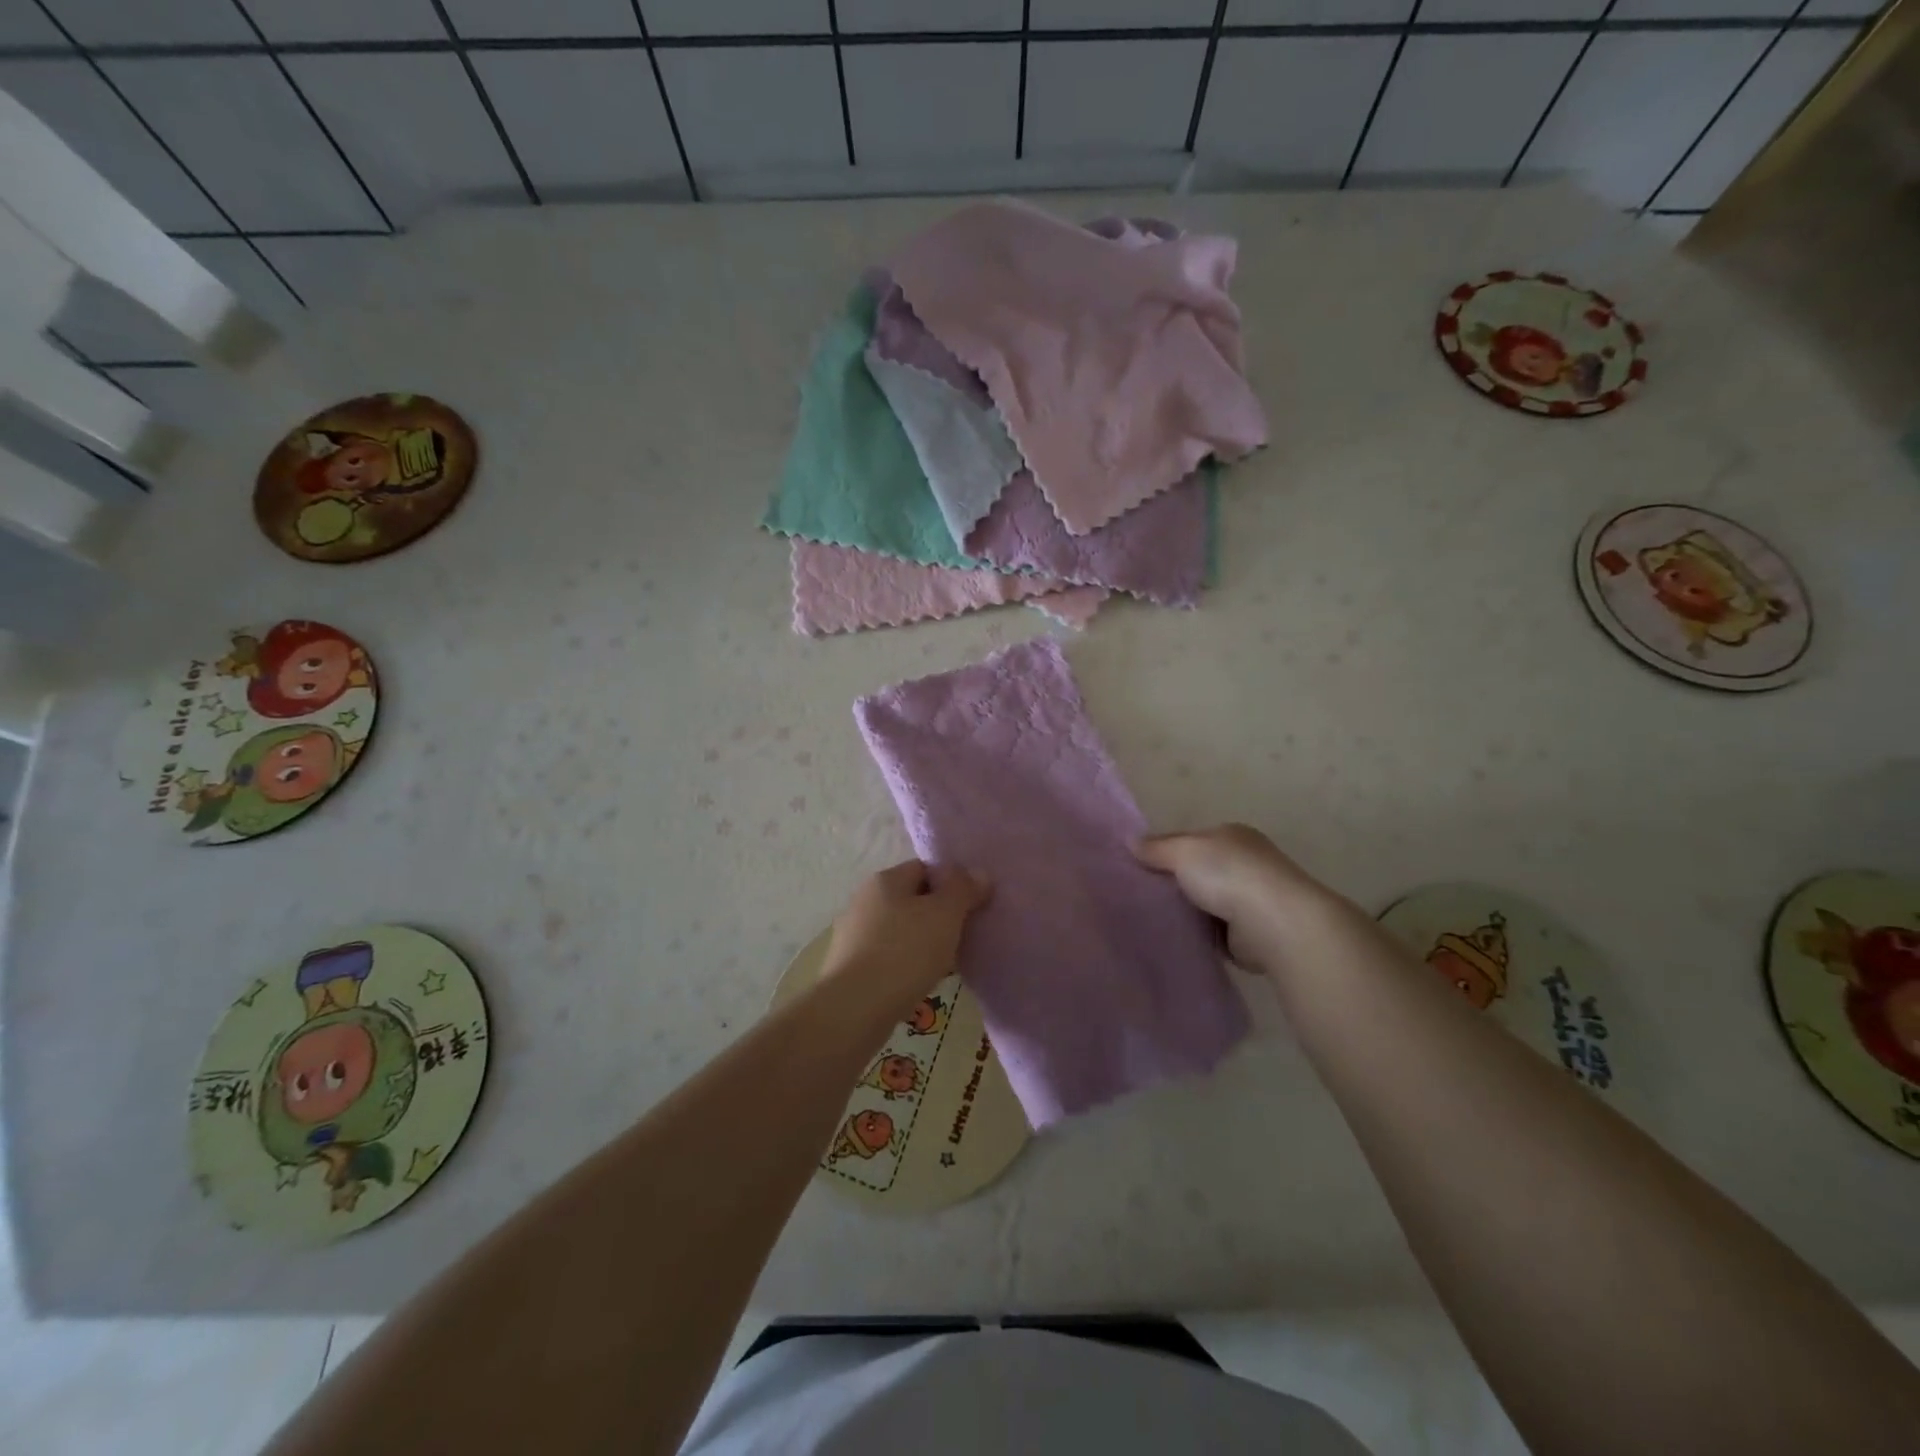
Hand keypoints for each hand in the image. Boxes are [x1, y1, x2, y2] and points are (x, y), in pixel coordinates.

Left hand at [822, 860, 991, 1003]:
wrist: (854, 1008)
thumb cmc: (904, 952)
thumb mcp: (945, 914)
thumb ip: (963, 889)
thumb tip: (979, 873)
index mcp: (885, 880)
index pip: (924, 869)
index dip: (950, 884)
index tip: (970, 908)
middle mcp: (864, 900)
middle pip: (911, 900)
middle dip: (937, 916)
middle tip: (961, 938)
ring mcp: (852, 934)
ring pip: (899, 930)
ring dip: (921, 943)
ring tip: (943, 965)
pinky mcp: (848, 967)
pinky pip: (886, 957)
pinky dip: (904, 965)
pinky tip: (917, 983)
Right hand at [1135, 823, 1344, 973]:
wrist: (1276, 923)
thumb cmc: (1229, 874)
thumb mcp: (1183, 850)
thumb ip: (1156, 847)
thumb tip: (1130, 841)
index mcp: (1232, 836)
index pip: (1189, 840)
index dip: (1163, 850)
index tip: (1136, 866)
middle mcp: (1243, 864)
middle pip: (1196, 872)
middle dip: (1172, 883)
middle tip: (1137, 895)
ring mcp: (1249, 899)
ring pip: (1203, 903)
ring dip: (1184, 911)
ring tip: (1149, 919)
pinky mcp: (1249, 933)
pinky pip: (1212, 931)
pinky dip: (1197, 935)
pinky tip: (1175, 938)